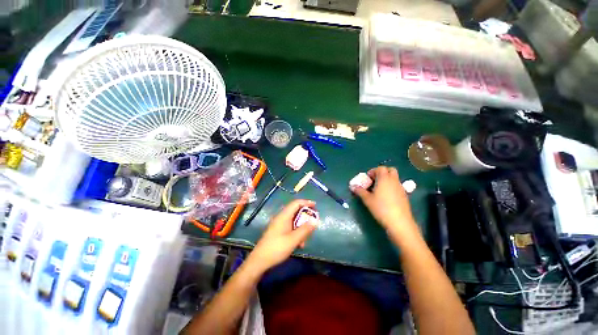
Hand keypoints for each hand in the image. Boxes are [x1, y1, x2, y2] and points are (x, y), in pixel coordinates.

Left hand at [247, 199, 317, 272]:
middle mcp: (281, 217)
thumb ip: (305, 229)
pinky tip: (299, 243)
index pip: (296, 203)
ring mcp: (279, 224)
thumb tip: (315, 220)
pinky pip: (290, 227)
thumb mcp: (293, 239)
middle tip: (313, 222)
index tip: (315, 206)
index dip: (306, 202)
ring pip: (294, 220)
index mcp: (284, 216)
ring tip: (306, 238)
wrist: (259, 261)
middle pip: (295, 211)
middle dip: (305, 217)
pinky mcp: (278, 231)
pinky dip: (296, 232)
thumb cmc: (277, 248)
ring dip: (301, 227)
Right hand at [350, 166, 417, 233]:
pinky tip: (386, 196)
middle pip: (390, 170)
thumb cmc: (381, 208)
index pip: (380, 168)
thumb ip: (359, 191)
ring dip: (387, 179)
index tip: (367, 178)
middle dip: (382, 172)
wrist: (399, 222)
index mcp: (384, 179)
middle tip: (374, 180)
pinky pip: (397, 185)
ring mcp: (401, 187)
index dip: (373, 171)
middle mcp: (394, 180)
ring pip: (394, 178)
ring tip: (379, 189)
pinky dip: (391, 186)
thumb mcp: (367, 199)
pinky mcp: (404, 195)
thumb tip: (352, 186)